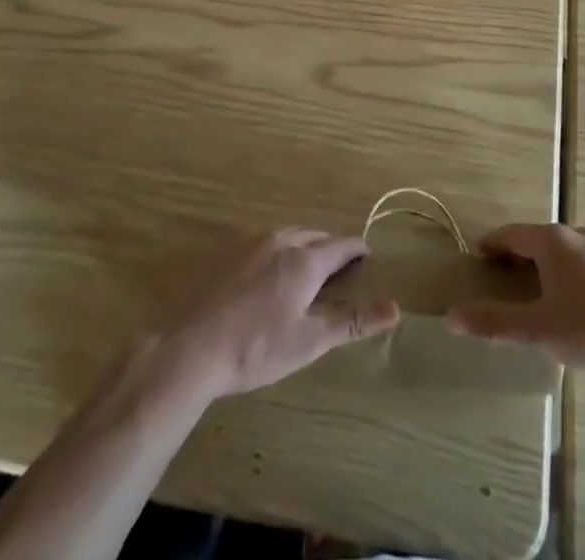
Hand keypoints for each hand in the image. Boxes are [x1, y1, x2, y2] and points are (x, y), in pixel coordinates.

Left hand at [160, 229, 398, 399]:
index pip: (341, 245)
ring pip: (288, 234)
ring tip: (305, 265)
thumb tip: (395, 308)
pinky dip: (276, 248)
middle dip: (330, 247)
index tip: (367, 255)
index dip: (357, 249)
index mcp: (305, 260)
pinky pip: (262, 240)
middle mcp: (282, 239)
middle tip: (338, 265)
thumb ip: (352, 321)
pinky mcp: (226, 248)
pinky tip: (267, 270)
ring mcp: (251, 240)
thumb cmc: (255, 349)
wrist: (190, 348)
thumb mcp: (309, 341)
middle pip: (315, 235)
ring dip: (303, 244)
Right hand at [446, 223, 584, 367]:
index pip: (512, 234)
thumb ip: (494, 321)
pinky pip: (582, 261)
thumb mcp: (536, 328)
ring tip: (533, 286)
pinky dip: (566, 271)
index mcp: (551, 241)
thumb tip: (451, 316)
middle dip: (517, 253)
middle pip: (537, 238)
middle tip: (501, 272)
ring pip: (562, 249)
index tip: (478, 253)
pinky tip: (570, 298)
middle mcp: (574, 234)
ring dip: (543, 262)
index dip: (492, 243)